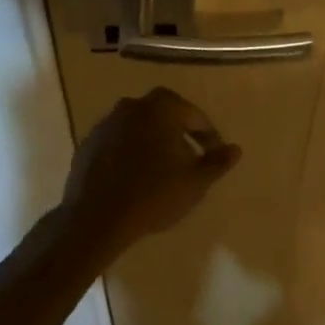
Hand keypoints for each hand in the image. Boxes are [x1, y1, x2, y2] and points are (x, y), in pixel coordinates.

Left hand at [59, 87, 241, 258]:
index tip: (215, 157)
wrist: (96, 218)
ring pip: (141, 125)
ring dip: (154, 140)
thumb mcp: (195, 182)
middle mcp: (133, 105)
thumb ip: (217, 162)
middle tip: (190, 157)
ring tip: (163, 168)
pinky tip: (136, 175)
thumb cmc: (154, 194)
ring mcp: (108, 122)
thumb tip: (235, 149)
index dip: (209, 137)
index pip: (195, 116)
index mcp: (162, 107)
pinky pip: (119, 140)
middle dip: (180, 132)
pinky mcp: (89, 142)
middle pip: (166, 114)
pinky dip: (131, 151)